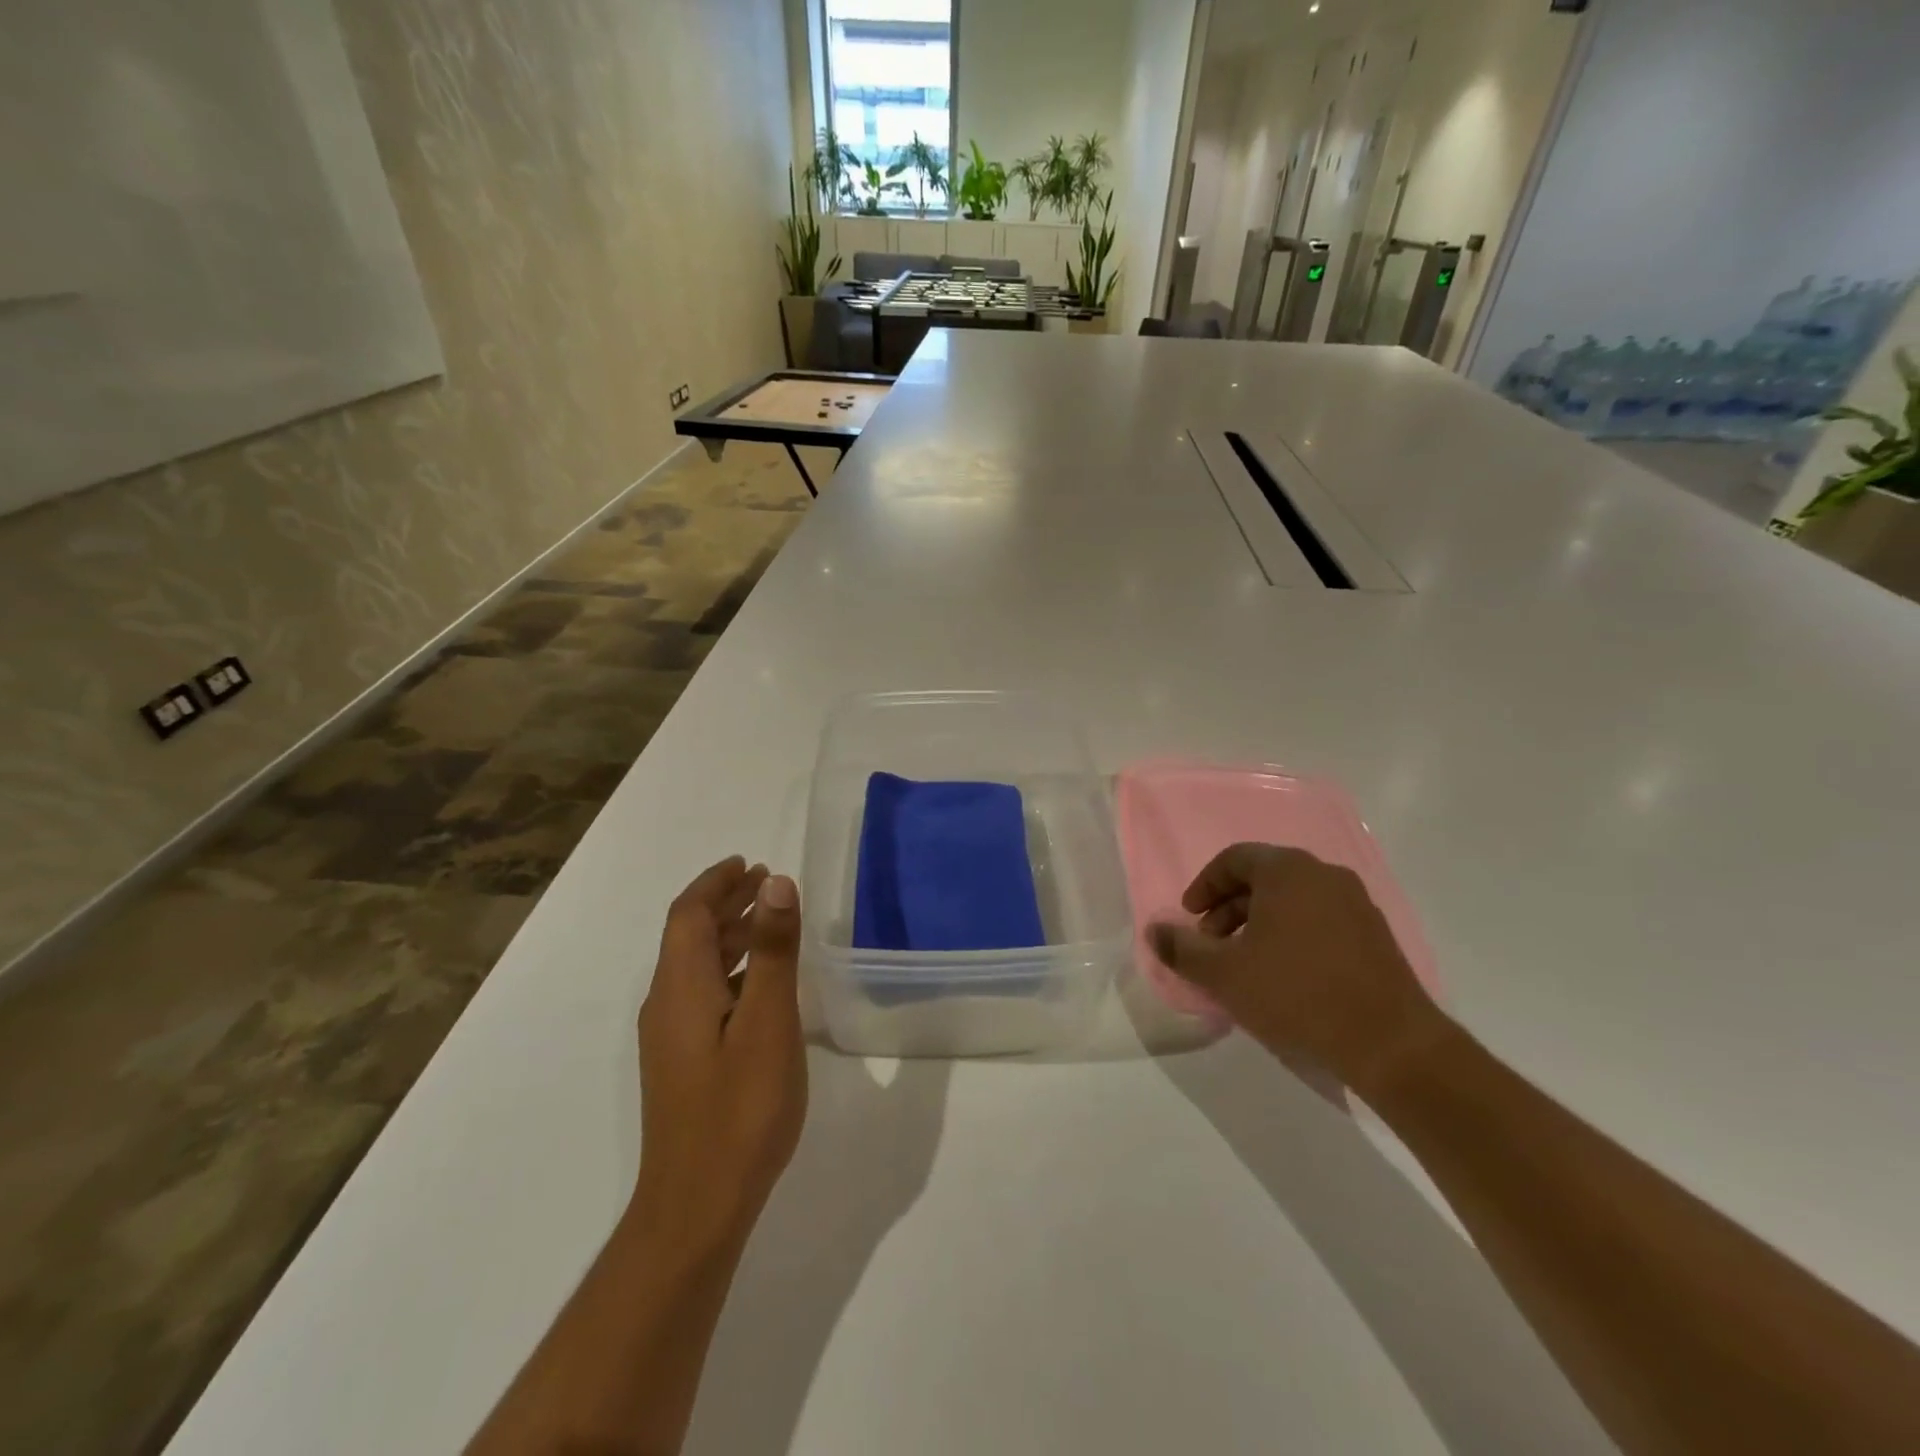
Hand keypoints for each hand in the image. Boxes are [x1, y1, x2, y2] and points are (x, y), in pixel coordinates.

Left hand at [634, 857, 807, 1247]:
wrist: (697, 1207)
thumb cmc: (739, 1109)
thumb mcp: (768, 1022)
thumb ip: (773, 951)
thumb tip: (775, 882)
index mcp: (681, 987)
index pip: (689, 914)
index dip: (716, 883)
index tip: (749, 863)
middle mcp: (666, 1004)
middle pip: (689, 936)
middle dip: (724, 903)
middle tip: (766, 883)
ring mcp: (670, 1037)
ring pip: (696, 966)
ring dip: (729, 935)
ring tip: (770, 922)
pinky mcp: (682, 1062)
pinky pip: (703, 993)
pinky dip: (731, 969)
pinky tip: (761, 986)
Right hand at [1148, 844, 1448, 1096]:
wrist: (1392, 1044)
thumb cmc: (1297, 995)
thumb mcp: (1225, 974)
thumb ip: (1182, 949)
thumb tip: (1153, 931)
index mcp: (1288, 871)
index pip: (1234, 859)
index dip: (1204, 886)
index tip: (1190, 919)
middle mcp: (1324, 875)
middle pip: (1264, 878)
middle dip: (1229, 908)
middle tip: (1212, 945)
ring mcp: (1356, 904)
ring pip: (1293, 900)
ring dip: (1259, 923)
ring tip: (1246, 965)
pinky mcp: (1376, 935)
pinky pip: (1320, 920)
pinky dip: (1292, 935)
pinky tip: (1285, 976)